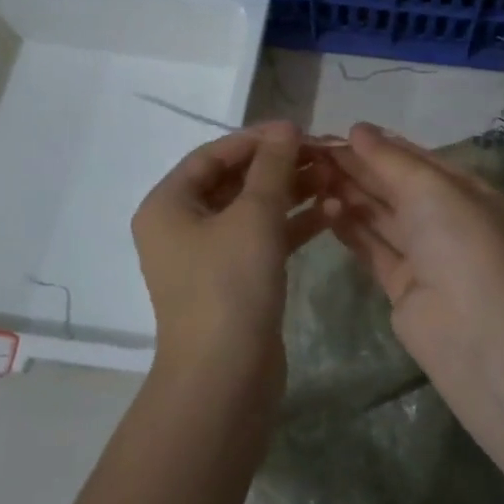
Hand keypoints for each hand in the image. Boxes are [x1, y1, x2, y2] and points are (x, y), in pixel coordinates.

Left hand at [131, 122, 325, 392]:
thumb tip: (285, 127)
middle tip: (323, 155)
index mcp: (169, 205)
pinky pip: (264, 241)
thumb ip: (272, 166)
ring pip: (253, 212)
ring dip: (292, 194)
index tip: (300, 131)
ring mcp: (208, 257)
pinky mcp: (235, 282)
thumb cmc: (230, 284)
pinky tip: (332, 214)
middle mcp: (182, 227)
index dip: (256, 139)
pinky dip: (293, 226)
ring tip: (334, 180)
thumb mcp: (254, 215)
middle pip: (234, 182)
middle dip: (280, 167)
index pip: (213, 155)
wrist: (225, 375)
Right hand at [320, 123, 503, 373]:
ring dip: (349, 195)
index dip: (378, 146)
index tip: (338, 134)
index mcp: (465, 191)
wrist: (471, 325)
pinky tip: (323, 209)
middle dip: (358, 170)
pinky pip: (372, 248)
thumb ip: (389, 158)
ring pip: (381, 217)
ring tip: (312, 177)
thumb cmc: (458, 240)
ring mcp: (424, 254)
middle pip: (395, 187)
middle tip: (314, 154)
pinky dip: (350, 228)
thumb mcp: (429, 186)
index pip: (416, 160)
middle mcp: (446, 220)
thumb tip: (357, 129)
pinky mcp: (402, 284)